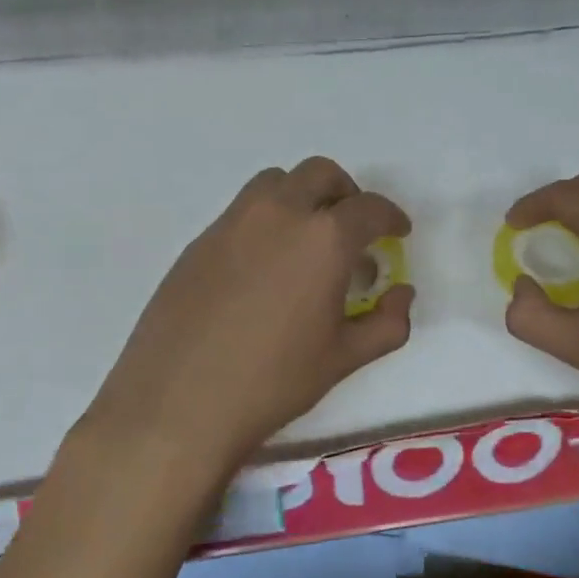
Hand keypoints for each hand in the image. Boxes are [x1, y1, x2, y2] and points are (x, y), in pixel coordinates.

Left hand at [87, 158, 413, 474]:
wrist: (177, 403)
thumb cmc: (272, 382)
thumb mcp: (343, 358)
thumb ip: (387, 323)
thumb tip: (402, 294)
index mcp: (324, 238)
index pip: (369, 208)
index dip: (391, 217)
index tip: (397, 233)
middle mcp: (279, 213)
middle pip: (321, 174)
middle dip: (347, 193)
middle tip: (353, 230)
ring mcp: (233, 222)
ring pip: (276, 182)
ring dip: (302, 196)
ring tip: (307, 240)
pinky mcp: (200, 240)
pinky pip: (243, 210)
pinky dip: (267, 219)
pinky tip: (264, 267)